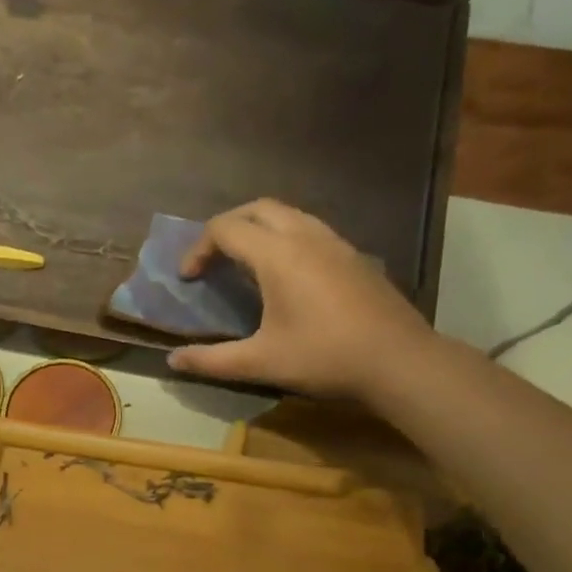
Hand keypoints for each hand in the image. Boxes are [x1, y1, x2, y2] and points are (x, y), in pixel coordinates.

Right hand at [164, 200, 434, 399]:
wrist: (399, 361)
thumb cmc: (324, 357)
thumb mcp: (260, 363)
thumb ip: (212, 361)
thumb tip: (172, 362)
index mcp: (278, 255)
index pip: (226, 229)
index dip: (198, 249)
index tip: (189, 279)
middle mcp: (306, 236)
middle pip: (257, 208)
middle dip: (227, 227)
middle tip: (212, 259)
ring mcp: (336, 243)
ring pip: (289, 215)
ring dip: (259, 228)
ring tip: (245, 262)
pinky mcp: (355, 256)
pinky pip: (311, 230)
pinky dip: (285, 238)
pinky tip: (286, 275)